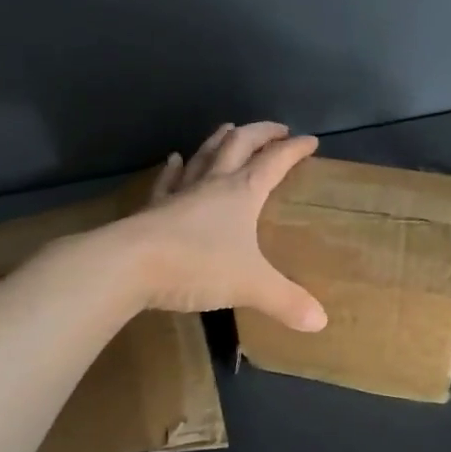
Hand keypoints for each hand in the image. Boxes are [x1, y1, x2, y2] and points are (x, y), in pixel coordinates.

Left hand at [119, 121, 328, 331]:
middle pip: (239, 145)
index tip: (310, 141)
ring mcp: (180, 193)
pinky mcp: (154, 208)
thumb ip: (286, 301)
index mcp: (242, 192)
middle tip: (277, 130)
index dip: (294, 149)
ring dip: (220, 139)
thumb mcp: (250, 285)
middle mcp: (213, 184)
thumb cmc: (197, 265)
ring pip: (204, 155)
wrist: (129, 265)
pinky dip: (174, 168)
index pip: (274, 161)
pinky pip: (168, 181)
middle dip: (260, 133)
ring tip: (230, 129)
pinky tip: (174, 159)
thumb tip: (321, 322)